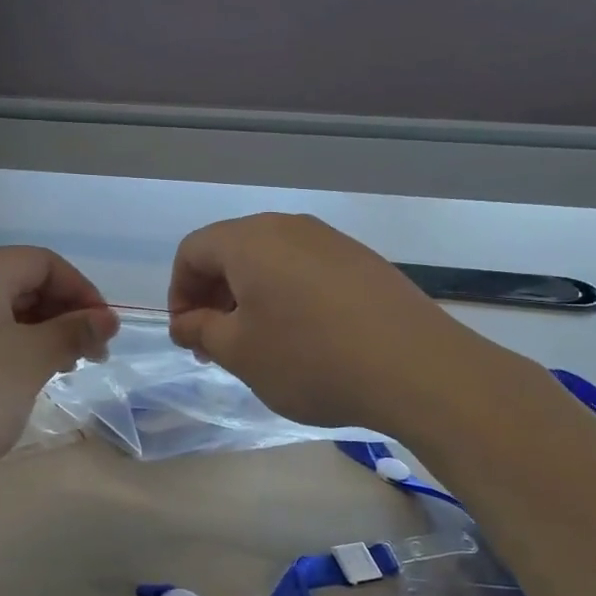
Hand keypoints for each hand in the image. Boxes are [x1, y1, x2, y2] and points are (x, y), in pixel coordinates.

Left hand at [0, 247, 117, 493]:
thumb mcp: (32, 361)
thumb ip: (74, 332)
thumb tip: (106, 319)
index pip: (43, 262)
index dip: (82, 292)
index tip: (105, 332)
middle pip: (19, 281)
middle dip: (61, 313)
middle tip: (89, 355)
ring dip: (36, 333)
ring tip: (59, 369)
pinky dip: (5, 346)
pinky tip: (17, 379)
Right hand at [167, 213, 469, 434]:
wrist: (416, 368)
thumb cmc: (310, 359)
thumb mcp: (240, 352)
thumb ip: (201, 330)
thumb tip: (185, 321)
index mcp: (250, 240)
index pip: (192, 251)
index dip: (179, 292)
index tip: (187, 335)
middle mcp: (289, 228)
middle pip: (232, 251)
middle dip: (213, 296)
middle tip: (216, 344)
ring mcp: (331, 241)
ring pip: (271, 261)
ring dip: (250, 297)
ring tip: (259, 344)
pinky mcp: (362, 261)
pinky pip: (306, 270)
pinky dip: (287, 296)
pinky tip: (304, 337)